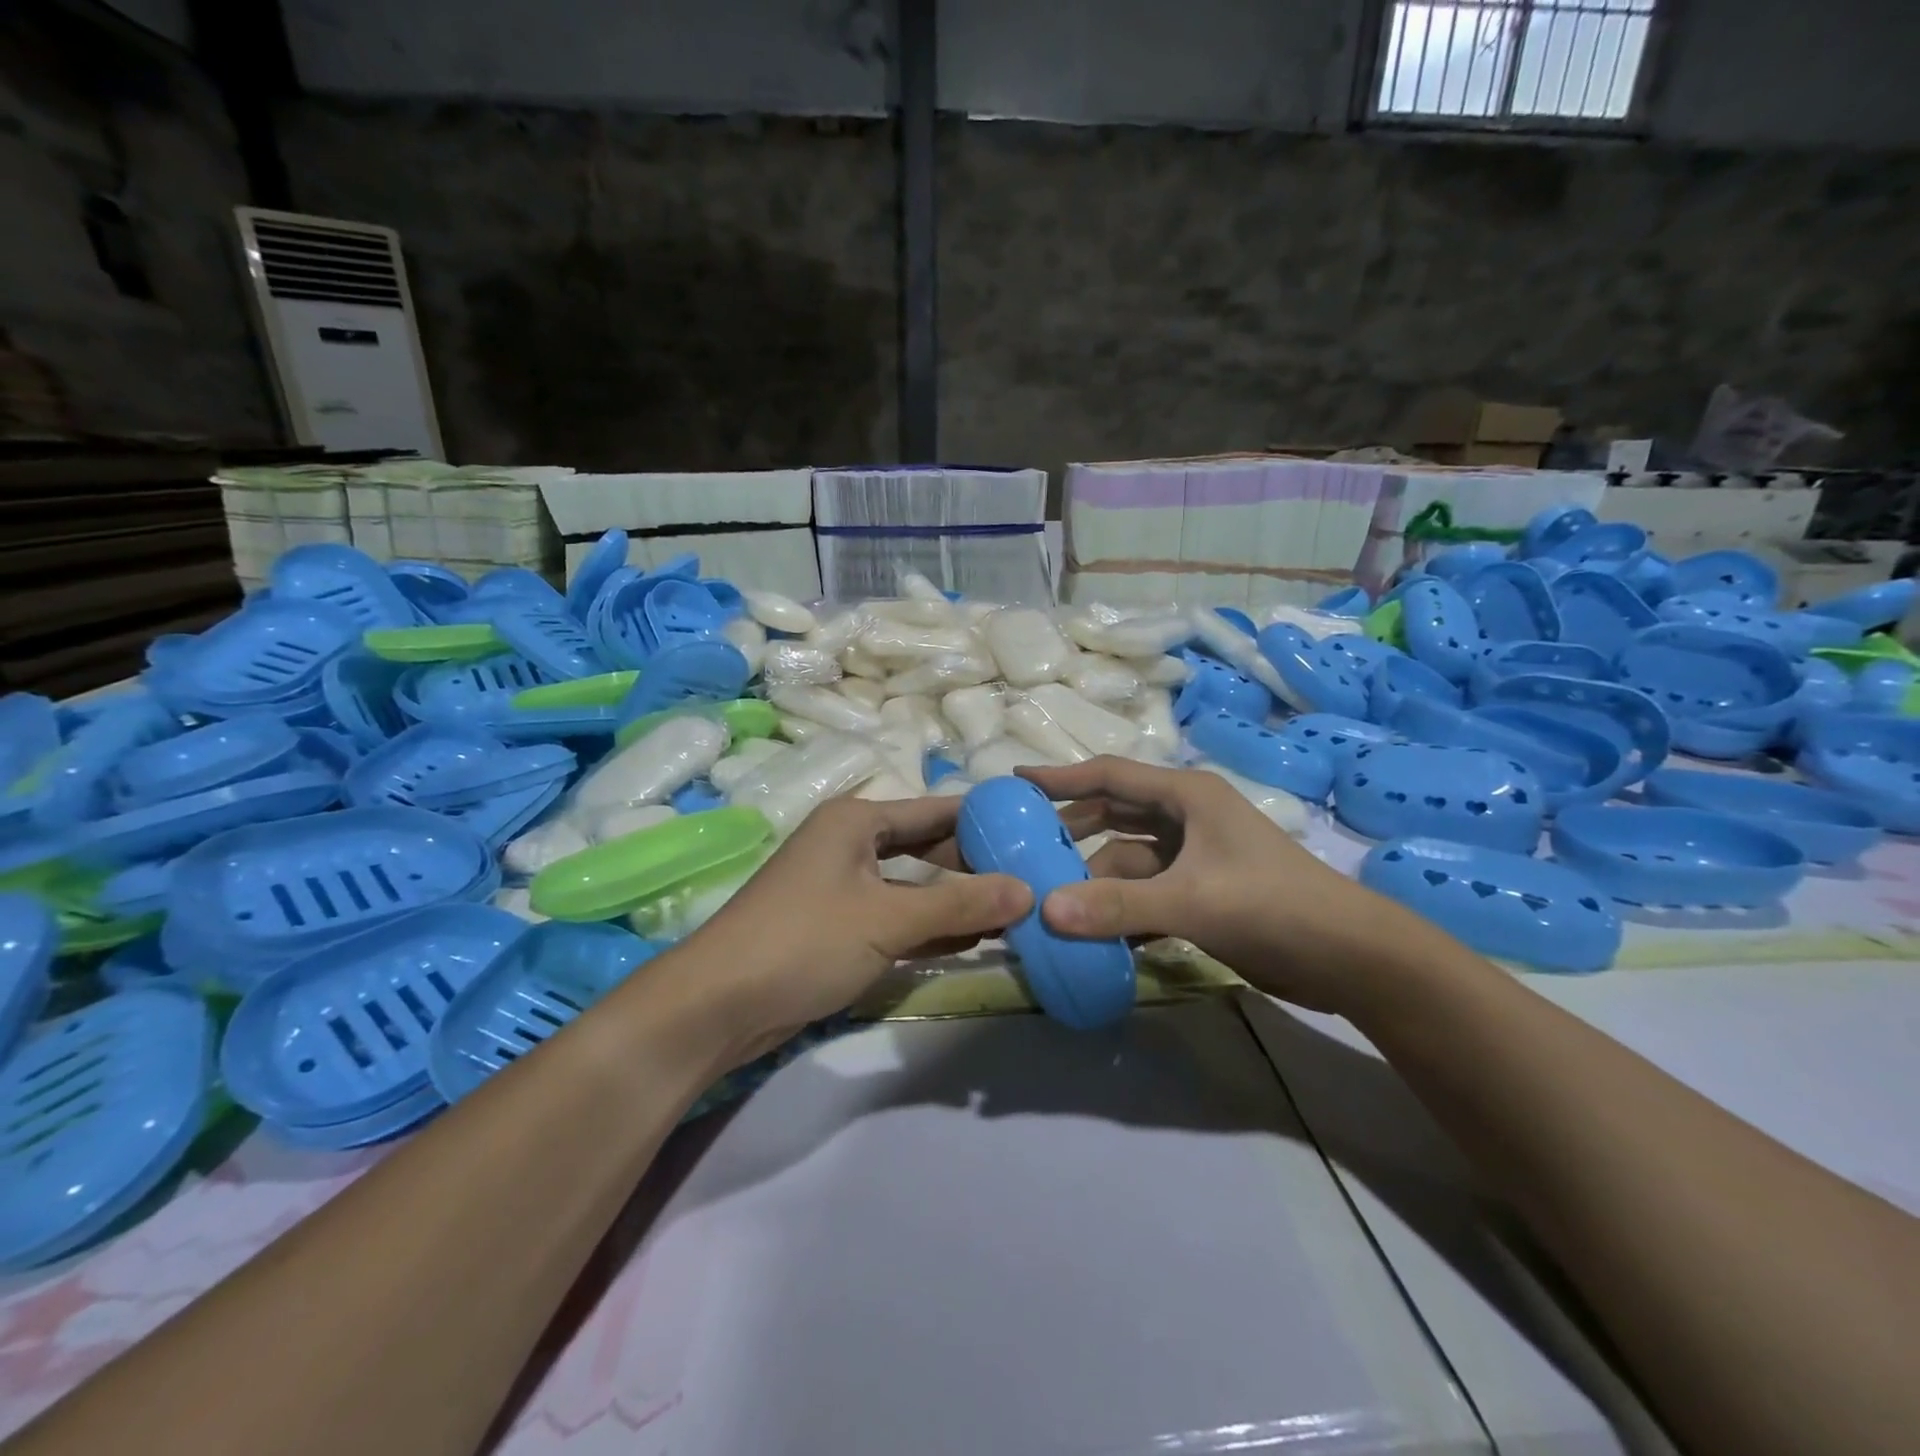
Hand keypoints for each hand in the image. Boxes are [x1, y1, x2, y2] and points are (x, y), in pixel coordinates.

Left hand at [676, 796, 1031, 1060]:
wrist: (718, 1005)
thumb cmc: (805, 941)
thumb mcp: (888, 919)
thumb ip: (960, 905)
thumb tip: (1029, 890)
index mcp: (856, 821)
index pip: (935, 810)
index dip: (983, 818)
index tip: (1031, 828)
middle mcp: (849, 845)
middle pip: (926, 847)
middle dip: (974, 865)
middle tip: (1031, 877)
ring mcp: (843, 888)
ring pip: (914, 887)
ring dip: (956, 901)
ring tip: (1014, 911)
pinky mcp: (838, 928)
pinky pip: (898, 918)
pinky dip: (931, 928)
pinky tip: (973, 940)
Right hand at [1017, 757, 1422, 1013]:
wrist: (1350, 958)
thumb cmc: (1273, 906)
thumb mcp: (1192, 901)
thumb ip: (1116, 906)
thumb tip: (1044, 909)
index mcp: (1186, 796)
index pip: (1110, 776)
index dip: (1062, 778)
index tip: (1015, 784)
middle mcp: (1186, 818)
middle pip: (1114, 815)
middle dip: (1073, 831)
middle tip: (1024, 847)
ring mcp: (1194, 858)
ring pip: (1127, 861)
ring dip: (1094, 880)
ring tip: (1049, 901)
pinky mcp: (1200, 894)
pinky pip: (1144, 893)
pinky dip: (1119, 909)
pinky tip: (1091, 933)